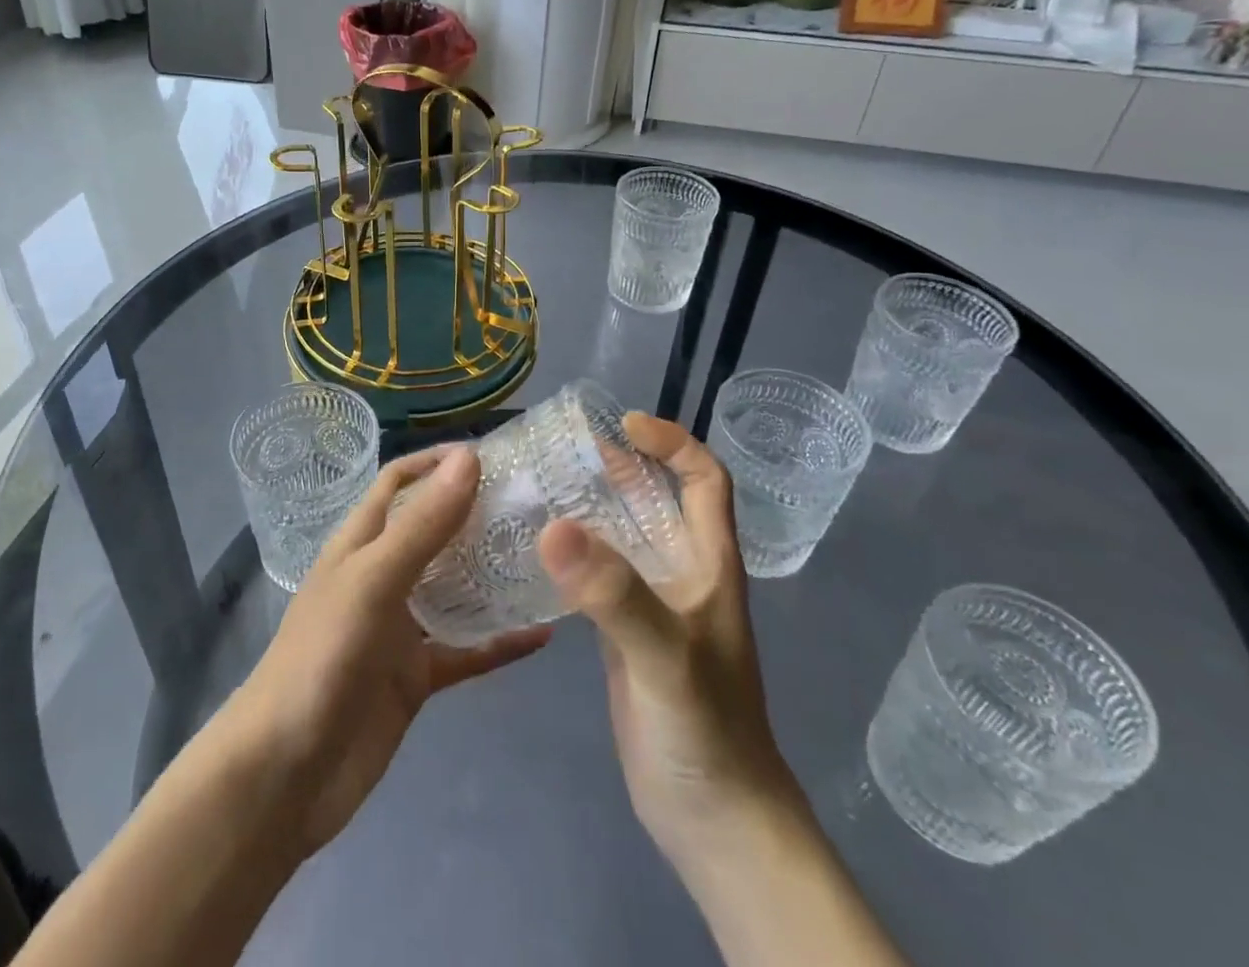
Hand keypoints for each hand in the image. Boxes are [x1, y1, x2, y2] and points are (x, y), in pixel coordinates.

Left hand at [224, 447, 550, 855]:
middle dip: (476, 514)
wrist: (286, 774)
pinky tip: (543, 635)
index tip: (492, 454)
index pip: (399, 482)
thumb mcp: (374, 580)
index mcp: (361, 542)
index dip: (437, 462)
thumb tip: (469, 457)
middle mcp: (382, 576)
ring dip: (492, 574)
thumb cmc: (323, 657)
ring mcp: (399, 628)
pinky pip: (466, 651)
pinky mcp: (416, 677)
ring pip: (454, 589)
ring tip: (547, 558)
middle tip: (536, 504)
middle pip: (433, 530)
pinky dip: (500, 642)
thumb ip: (423, 525)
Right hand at [538, 414, 786, 873]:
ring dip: (590, 505)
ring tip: (538, 484)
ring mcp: (653, 605)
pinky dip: (573, 551)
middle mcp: (682, 573)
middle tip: (561, 447)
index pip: (705, 480)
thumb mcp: (665, 658)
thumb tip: (553, 524)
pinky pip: (599, 574)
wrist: (715, 823)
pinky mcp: (626, 634)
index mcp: (708, 564)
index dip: (673, 443)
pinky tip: (534, 547)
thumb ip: (614, 594)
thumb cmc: (706, 734)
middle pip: (657, 498)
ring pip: (624, 534)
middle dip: (618, 465)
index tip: (624, 425)